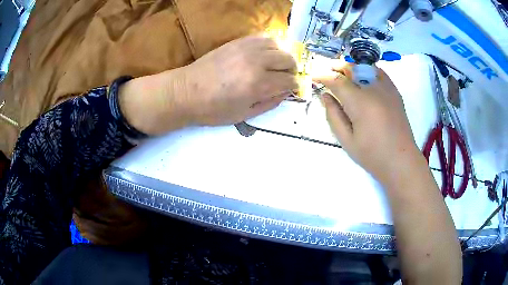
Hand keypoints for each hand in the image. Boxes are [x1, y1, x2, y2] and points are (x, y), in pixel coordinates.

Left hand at [180, 35, 298, 125]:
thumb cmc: (213, 109)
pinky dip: (269, 46)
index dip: (294, 86)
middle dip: (291, 71)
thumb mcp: (244, 115)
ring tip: (274, 66)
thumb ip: (269, 103)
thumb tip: (285, 93)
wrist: (186, 92)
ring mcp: (246, 49)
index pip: (288, 80)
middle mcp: (256, 62)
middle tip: (285, 78)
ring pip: (277, 46)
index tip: (292, 89)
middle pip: (287, 60)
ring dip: (281, 57)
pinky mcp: (237, 42)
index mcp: (258, 84)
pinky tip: (263, 55)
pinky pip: (262, 38)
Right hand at [314, 68, 419, 183]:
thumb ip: (333, 116)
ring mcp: (386, 89)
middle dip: (336, 67)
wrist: (401, 160)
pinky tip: (363, 78)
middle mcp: (373, 90)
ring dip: (351, 68)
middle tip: (327, 71)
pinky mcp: (395, 92)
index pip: (337, 80)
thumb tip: (325, 96)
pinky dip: (367, 71)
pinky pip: (379, 73)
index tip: (314, 76)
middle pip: (352, 68)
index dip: (323, 76)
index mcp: (360, 103)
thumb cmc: (372, 155)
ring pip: (365, 67)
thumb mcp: (347, 140)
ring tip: (343, 74)